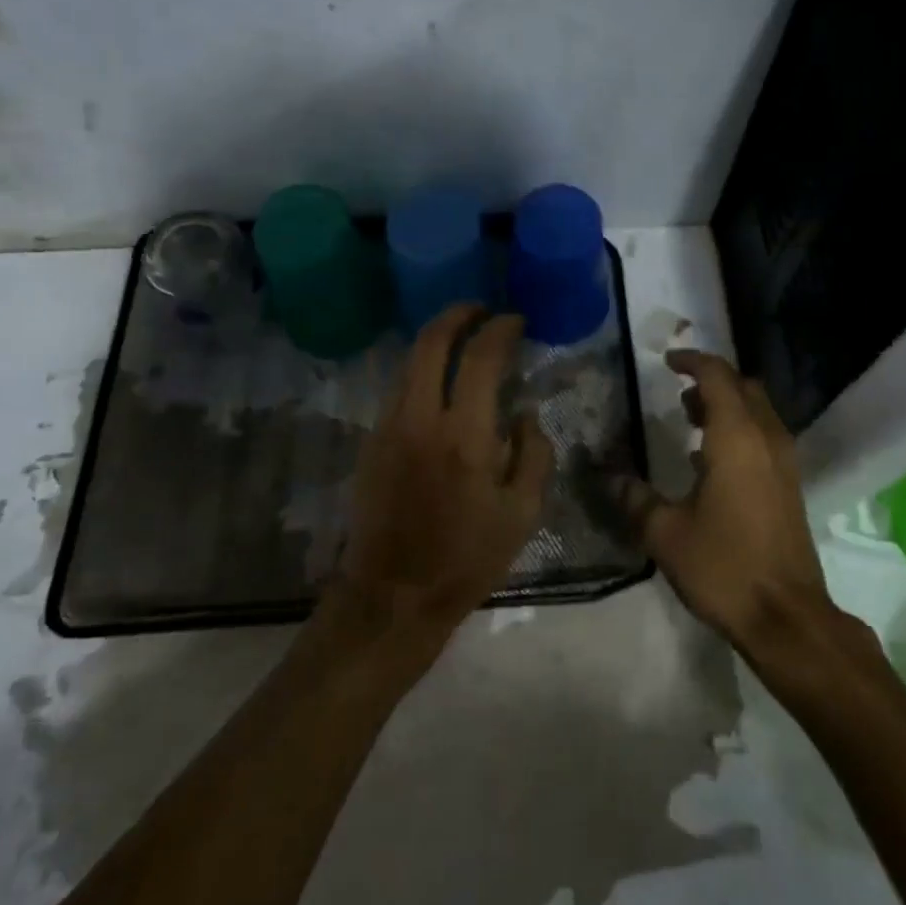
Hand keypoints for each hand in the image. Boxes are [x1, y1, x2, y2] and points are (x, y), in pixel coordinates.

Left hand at [335, 305, 552, 633]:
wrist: (392, 595)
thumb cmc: (466, 558)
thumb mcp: (522, 514)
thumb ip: (534, 453)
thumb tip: (524, 413)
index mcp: (464, 435)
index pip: (480, 358)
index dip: (500, 329)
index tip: (516, 320)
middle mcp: (420, 418)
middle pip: (432, 342)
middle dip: (458, 314)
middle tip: (481, 309)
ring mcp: (388, 427)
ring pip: (408, 361)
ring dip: (435, 338)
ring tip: (461, 333)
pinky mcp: (371, 441)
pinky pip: (397, 387)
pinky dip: (420, 367)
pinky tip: (437, 377)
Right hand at [610, 350, 834, 650]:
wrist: (787, 616)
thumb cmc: (724, 567)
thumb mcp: (665, 533)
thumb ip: (635, 498)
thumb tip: (609, 476)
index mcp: (736, 437)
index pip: (717, 376)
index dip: (692, 361)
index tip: (667, 361)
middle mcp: (766, 438)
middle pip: (744, 386)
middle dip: (712, 381)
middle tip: (678, 393)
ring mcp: (784, 461)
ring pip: (758, 410)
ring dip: (727, 404)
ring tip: (690, 420)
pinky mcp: (790, 484)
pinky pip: (766, 435)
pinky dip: (740, 429)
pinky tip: (711, 460)